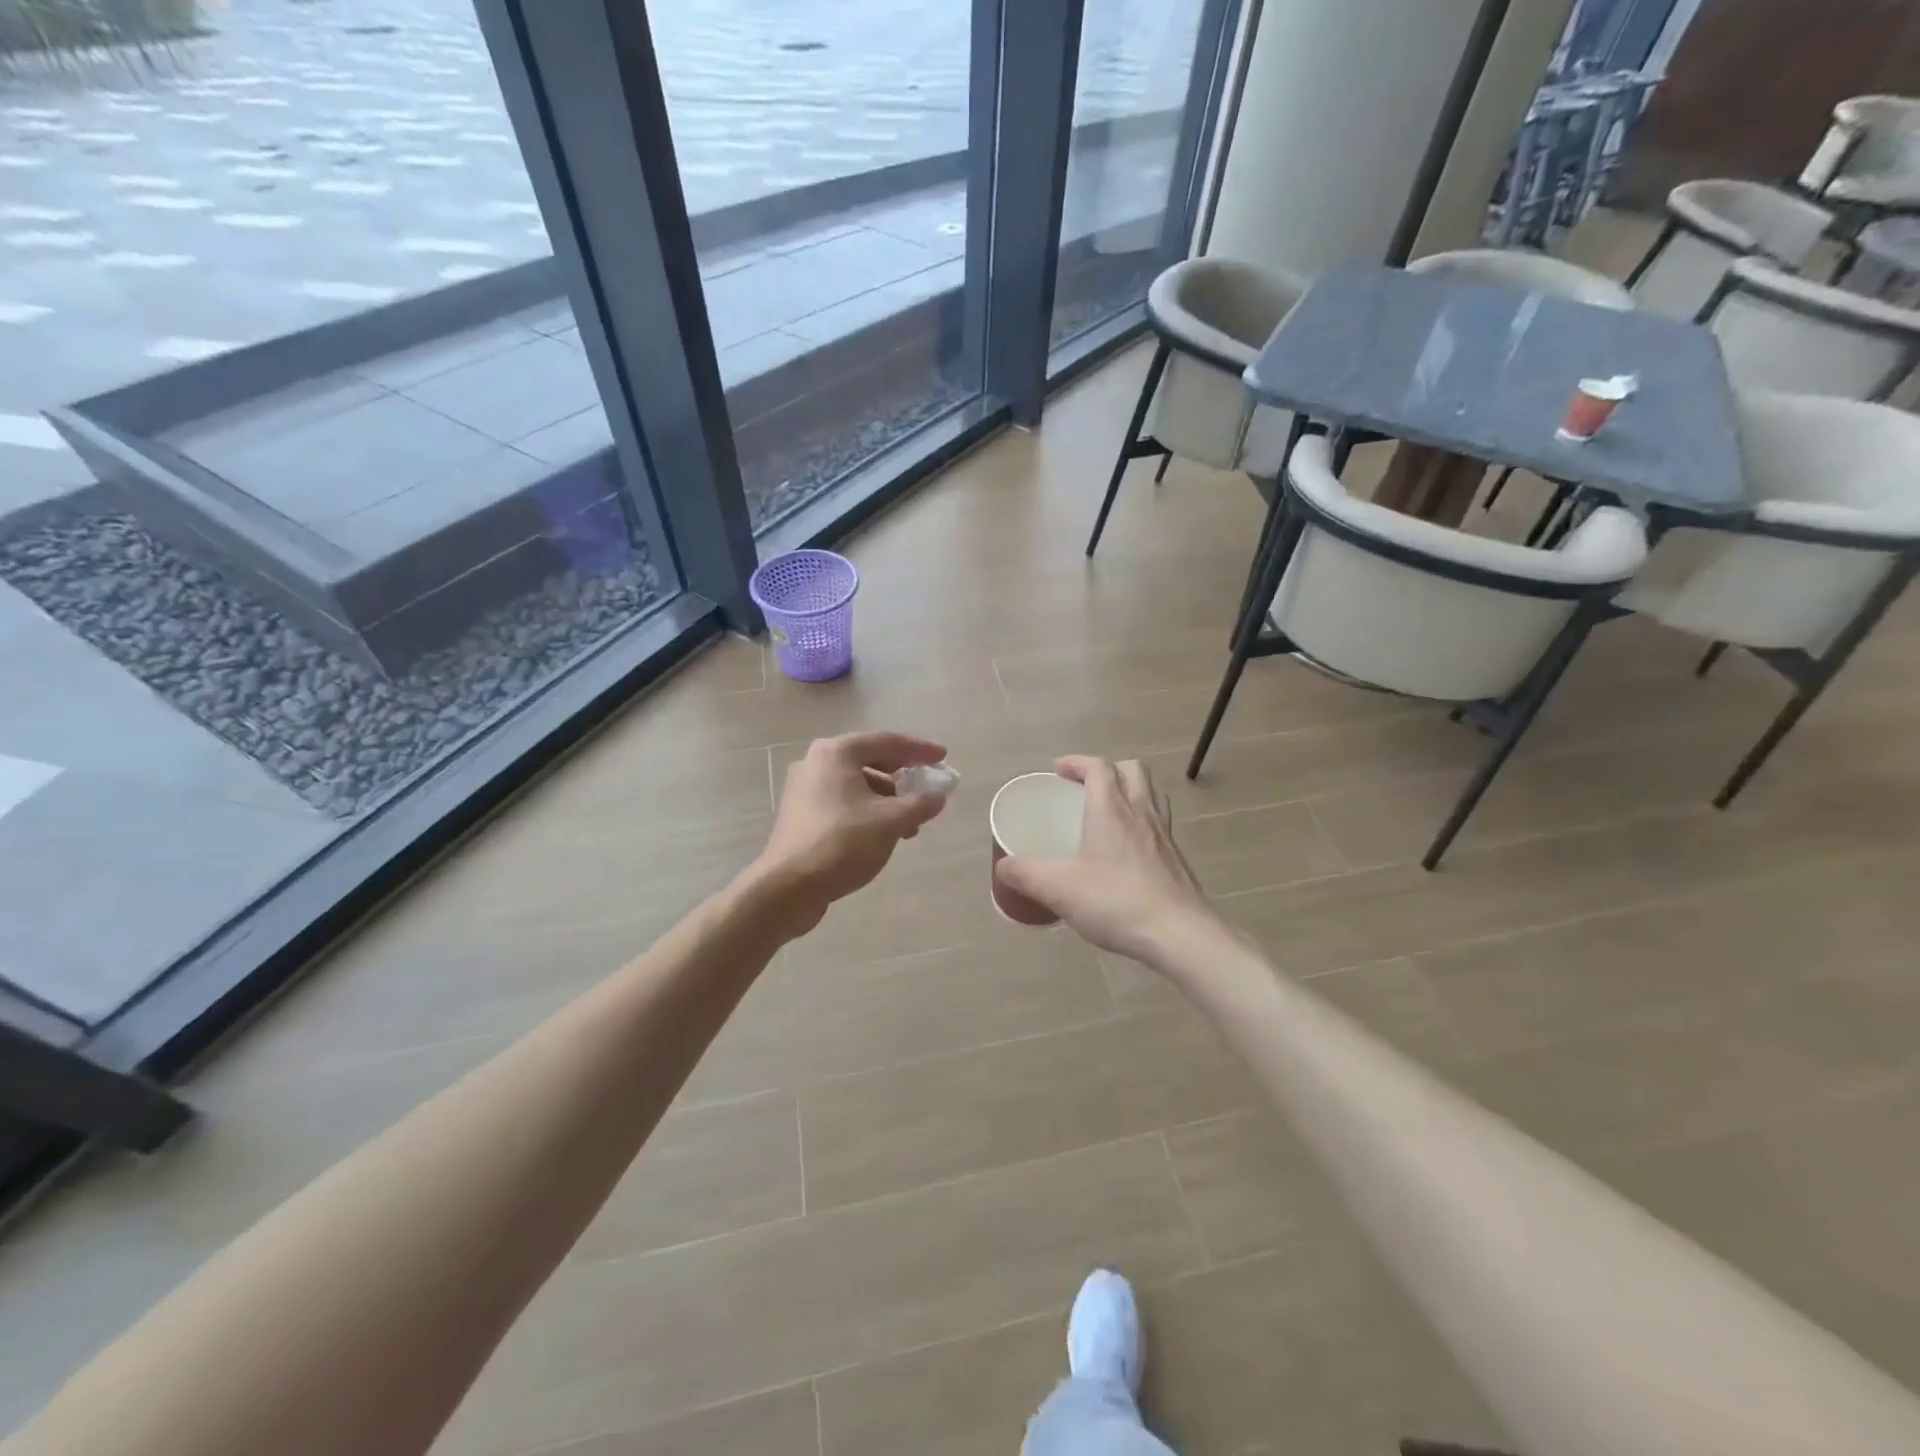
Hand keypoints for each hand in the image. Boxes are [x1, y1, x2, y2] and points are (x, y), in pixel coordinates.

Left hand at [750, 731, 949, 936]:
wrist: (788, 887)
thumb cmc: (842, 843)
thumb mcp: (891, 822)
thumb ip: (920, 804)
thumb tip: (939, 796)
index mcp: (837, 753)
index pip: (887, 741)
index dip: (919, 750)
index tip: (942, 757)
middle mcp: (816, 762)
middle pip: (870, 760)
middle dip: (902, 776)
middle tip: (926, 788)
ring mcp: (804, 788)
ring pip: (856, 784)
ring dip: (886, 798)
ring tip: (910, 823)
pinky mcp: (800, 813)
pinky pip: (842, 801)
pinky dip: (866, 810)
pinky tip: (883, 833)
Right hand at [993, 756, 1220, 965]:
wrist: (1180, 934)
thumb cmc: (1116, 901)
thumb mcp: (1058, 889)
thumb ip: (1025, 874)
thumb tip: (1003, 866)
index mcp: (1111, 809)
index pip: (1098, 767)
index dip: (1077, 762)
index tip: (1058, 771)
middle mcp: (1142, 812)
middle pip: (1132, 770)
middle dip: (1107, 770)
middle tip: (1085, 787)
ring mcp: (1164, 835)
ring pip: (1151, 794)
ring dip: (1130, 791)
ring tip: (1109, 810)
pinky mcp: (1177, 859)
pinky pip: (1159, 823)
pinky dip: (1142, 822)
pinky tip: (1127, 850)